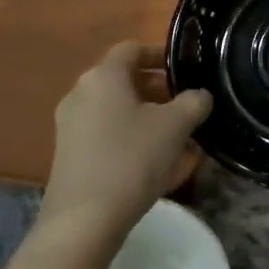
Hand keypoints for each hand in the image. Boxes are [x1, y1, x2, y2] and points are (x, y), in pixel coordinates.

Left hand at [40, 42, 212, 240]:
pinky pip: (104, 131)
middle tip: (186, 104)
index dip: (160, 53)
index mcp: (104, 76)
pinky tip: (152, 159)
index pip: (132, 48)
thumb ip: (194, 102)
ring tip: (175, 135)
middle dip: (156, 88)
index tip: (184, 69)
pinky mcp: (68, 152)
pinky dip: (129, 134)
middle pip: (123, 78)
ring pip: (114, 107)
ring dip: (144, 113)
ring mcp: (70, 124)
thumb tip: (200, 95)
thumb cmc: (132, 160)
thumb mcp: (176, 127)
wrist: (84, 220)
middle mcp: (81, 92)